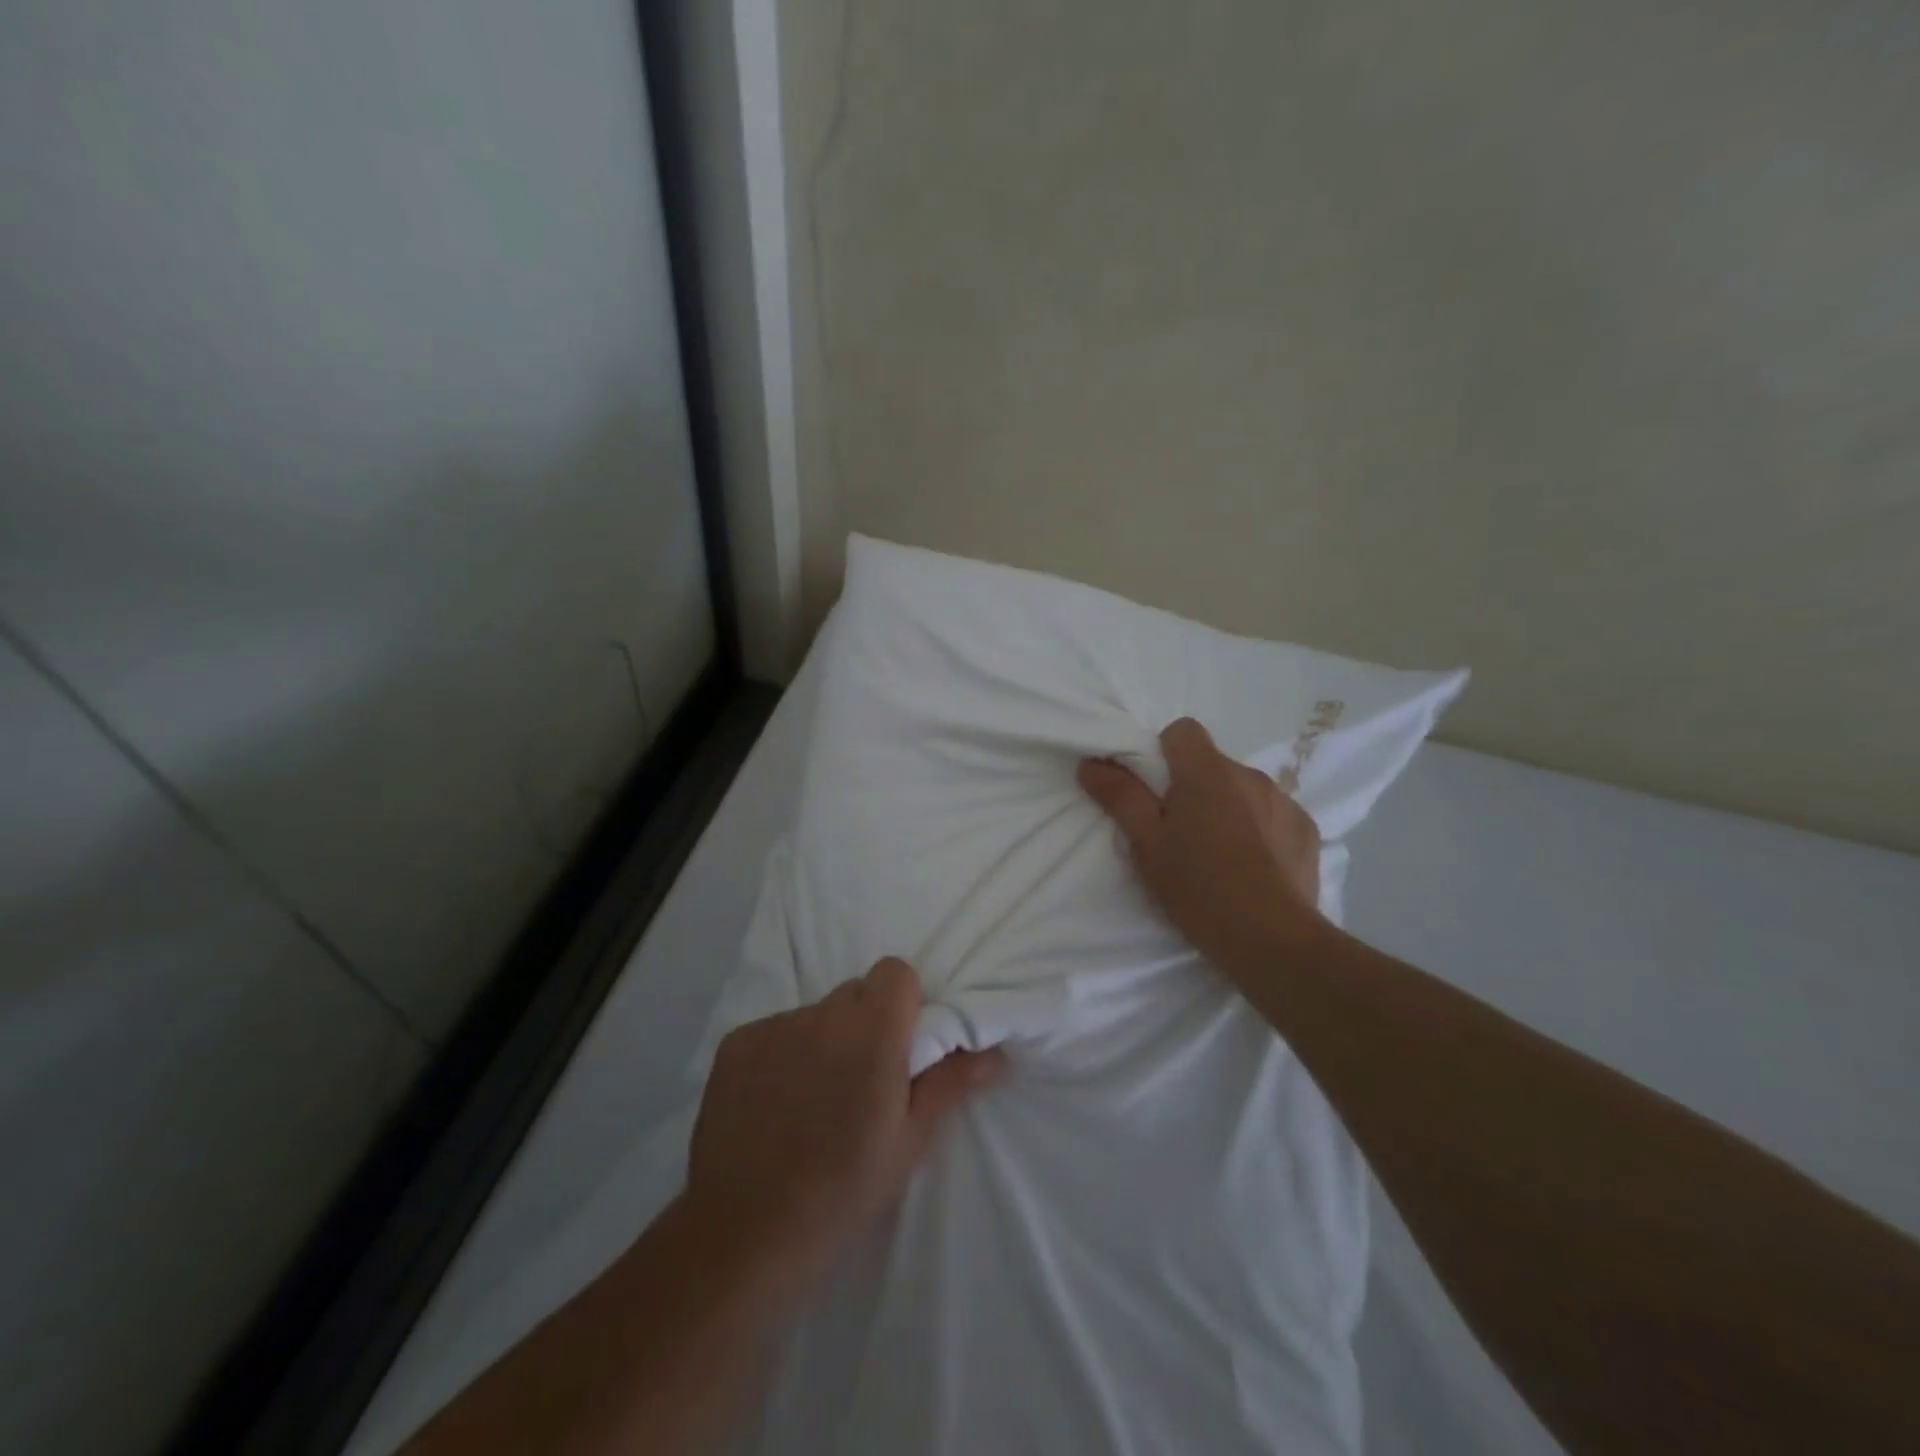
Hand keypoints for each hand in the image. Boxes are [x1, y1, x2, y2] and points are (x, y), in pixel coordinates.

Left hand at [687, 957, 1004, 1287]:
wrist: (746, 1232)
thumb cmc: (844, 1189)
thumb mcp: (909, 1141)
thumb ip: (949, 1082)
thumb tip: (996, 1051)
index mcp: (873, 1033)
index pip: (895, 972)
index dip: (904, 1002)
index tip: (902, 1046)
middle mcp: (823, 1015)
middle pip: (855, 992)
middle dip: (866, 1021)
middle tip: (862, 1078)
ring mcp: (774, 1026)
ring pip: (815, 1013)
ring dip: (824, 1039)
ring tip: (814, 1098)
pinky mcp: (735, 1043)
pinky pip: (774, 1031)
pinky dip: (782, 1054)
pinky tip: (774, 1103)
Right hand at [1078, 717, 1324, 978]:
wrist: (1272, 942)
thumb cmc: (1198, 888)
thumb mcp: (1146, 844)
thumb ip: (1119, 796)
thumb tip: (1091, 762)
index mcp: (1207, 772)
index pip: (1182, 731)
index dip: (1162, 754)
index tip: (1152, 792)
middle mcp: (1250, 775)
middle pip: (1211, 764)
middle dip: (1192, 787)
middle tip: (1178, 834)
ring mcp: (1285, 801)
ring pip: (1242, 791)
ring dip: (1226, 809)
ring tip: (1216, 855)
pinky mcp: (1307, 830)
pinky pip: (1272, 815)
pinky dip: (1258, 830)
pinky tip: (1252, 867)